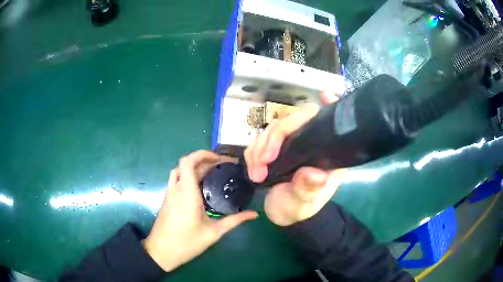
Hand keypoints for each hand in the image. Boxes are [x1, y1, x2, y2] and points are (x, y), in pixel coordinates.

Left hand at [143, 150, 257, 271]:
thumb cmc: (187, 243)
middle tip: (221, 166)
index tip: (219, 158)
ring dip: (193, 167)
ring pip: (179, 170)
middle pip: (185, 164)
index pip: (189, 162)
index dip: (202, 154)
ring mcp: (169, 194)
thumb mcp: (213, 233)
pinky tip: (199, 187)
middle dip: (203, 160)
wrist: (161, 252)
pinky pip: (176, 180)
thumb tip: (254, 214)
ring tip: (211, 173)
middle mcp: (176, 189)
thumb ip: (234, 221)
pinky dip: (187, 175)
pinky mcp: (167, 200)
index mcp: (187, 193)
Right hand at [244, 91, 345, 225]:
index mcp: (326, 154)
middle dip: (273, 138)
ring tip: (256, 173)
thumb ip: (308, 190)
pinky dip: (252, 152)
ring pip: (273, 129)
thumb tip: (315, 174)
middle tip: (262, 162)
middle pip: (293, 121)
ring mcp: (292, 143)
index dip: (330, 106)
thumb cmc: (298, 209)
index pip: (330, 124)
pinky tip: (253, 168)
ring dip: (258, 148)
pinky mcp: (276, 147)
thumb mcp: (303, 204)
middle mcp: (310, 143)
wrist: (282, 214)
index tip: (325, 94)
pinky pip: (260, 139)